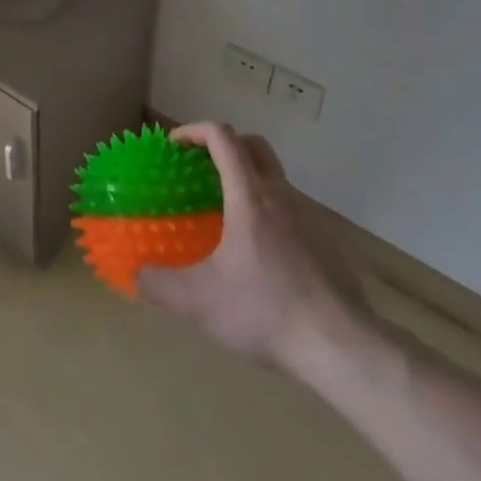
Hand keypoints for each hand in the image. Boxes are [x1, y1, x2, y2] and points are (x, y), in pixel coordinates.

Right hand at [137, 122, 368, 378]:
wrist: (344, 348)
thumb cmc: (267, 311)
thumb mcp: (199, 302)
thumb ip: (160, 285)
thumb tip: (136, 276)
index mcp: (249, 196)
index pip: (223, 137)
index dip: (194, 131)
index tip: (174, 146)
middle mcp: (281, 196)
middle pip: (254, 146)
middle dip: (225, 146)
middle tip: (201, 169)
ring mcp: (309, 219)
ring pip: (275, 179)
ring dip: (247, 182)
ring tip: (225, 218)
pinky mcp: (327, 245)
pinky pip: (291, 212)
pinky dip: (269, 214)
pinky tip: (259, 256)